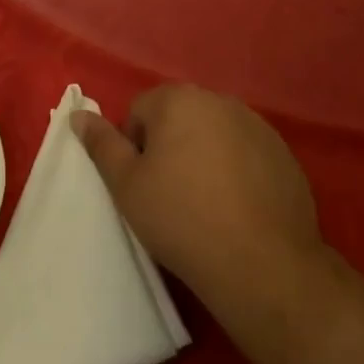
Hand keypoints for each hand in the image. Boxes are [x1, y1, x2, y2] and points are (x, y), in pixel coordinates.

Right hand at [74, 83, 320, 302]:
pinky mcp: (284, 154)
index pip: (139, 112)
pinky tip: (238, 209)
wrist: (262, 264)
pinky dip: (238, 172)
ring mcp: (257, 125)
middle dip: (170, 148)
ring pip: (214, 135)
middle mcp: (219, 100)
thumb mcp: (127, 186)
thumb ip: (101, 144)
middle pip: (179, 118)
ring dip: (204, 157)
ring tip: (206, 205)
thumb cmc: (181, 219)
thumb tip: (79, 115)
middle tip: (171, 196)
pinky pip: (247, 154)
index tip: (144, 186)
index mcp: (178, 99)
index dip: (135, 149)